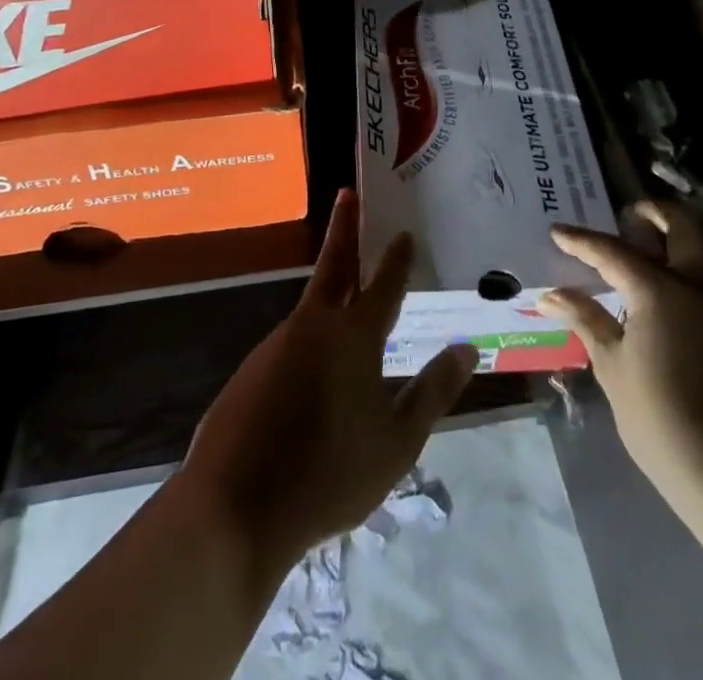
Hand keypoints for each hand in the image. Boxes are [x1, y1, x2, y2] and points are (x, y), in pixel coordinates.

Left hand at [177, 189, 478, 572]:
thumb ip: (433, 391)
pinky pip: (290, 344)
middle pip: (334, 266)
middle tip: (348, 194)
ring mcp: (276, 344)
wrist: (235, 508)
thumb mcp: (398, 442)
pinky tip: (314, 370)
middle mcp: (313, 326)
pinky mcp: (252, 369)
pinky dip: (309, 338)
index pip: (383, 284)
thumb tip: (467, 348)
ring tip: (347, 288)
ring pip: (311, 307)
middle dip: (344, 228)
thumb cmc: (329, 474)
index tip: (403, 230)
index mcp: (353, 336)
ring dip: (329, 288)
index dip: (396, 257)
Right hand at [538, 199, 702, 520]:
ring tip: (637, 256)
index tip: (557, 232)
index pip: (613, 252)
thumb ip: (586, 321)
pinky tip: (658, 302)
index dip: (581, 241)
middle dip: (656, 212)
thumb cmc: (662, 420)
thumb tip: (552, 295)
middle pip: (685, 226)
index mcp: (661, 291)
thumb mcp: (613, 369)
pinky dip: (682, 275)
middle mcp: (699, 288)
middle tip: (628, 218)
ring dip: (673, 241)